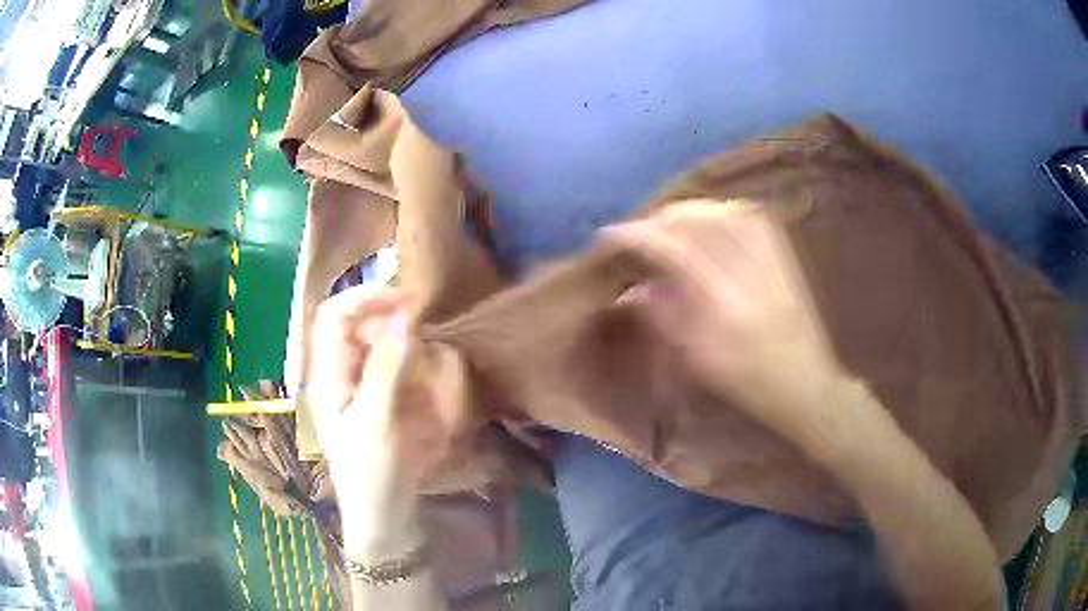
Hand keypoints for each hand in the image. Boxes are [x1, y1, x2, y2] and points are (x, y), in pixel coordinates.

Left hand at [306, 286, 462, 482]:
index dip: (366, 298)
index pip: (335, 314)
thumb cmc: (372, 474)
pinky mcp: (379, 404)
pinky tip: (428, 403)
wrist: (383, 518)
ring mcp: (360, 390)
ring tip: (429, 388)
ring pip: (383, 350)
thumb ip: (387, 367)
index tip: (408, 301)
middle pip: (362, 329)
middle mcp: (340, 375)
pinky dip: (416, 379)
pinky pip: (398, 374)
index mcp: (327, 375)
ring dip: (410, 359)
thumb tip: (404, 317)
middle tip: (428, 351)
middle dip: (395, 333)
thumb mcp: (377, 420)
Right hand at [612, 202, 846, 436]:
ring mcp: (762, 235)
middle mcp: (742, 246)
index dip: (630, 236)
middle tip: (634, 247)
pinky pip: (726, 211)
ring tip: (660, 244)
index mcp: (720, 282)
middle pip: (681, 214)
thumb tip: (633, 283)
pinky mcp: (772, 236)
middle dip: (651, 226)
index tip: (605, 241)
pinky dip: (702, 219)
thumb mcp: (693, 355)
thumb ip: (659, 312)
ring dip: (674, 222)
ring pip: (702, 208)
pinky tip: (694, 237)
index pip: (663, 239)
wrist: (801, 375)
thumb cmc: (745, 375)